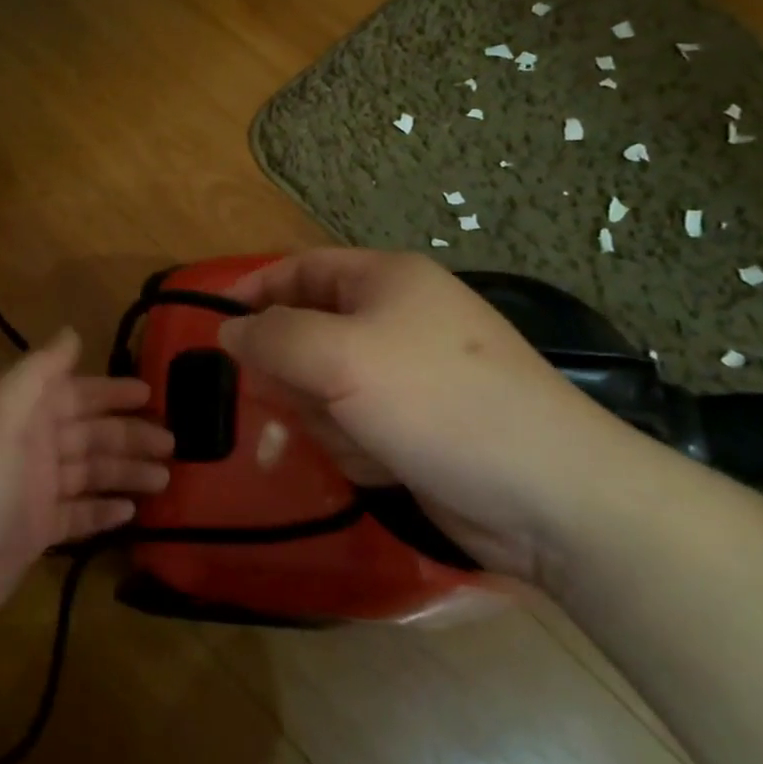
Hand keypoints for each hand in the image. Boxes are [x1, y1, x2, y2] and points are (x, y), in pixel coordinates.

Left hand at [0, 330, 172, 649]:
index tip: (152, 392)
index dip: (111, 391)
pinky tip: (133, 511)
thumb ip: (37, 373)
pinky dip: (104, 509)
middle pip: (89, 434)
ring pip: (90, 473)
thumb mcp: (0, 417)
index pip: (75, 394)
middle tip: (174, 443)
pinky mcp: (35, 534)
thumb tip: (72, 332)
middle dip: (130, 435)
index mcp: (21, 416)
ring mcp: (33, 493)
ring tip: (165, 479)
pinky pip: (78, 514)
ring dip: (126, 471)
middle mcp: (29, 448)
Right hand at [218, 249, 659, 585]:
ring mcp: (406, 375)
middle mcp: (395, 319)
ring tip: (357, 440)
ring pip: (323, 387)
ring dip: (325, 418)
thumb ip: (273, 337)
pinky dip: (354, 446)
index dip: (255, 291)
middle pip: (306, 333)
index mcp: (386, 280)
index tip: (215, 328)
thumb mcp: (340, 357)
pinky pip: (350, 426)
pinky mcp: (413, 425)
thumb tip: (226, 330)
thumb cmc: (437, 402)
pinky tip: (381, 464)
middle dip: (296, 375)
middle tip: (298, 402)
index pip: (301, 269)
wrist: (547, 495)